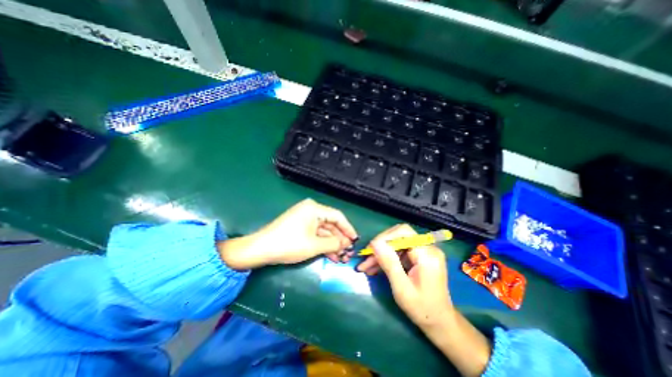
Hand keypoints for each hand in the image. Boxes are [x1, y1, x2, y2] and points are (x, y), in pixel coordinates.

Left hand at [220, 199, 356, 268]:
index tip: (355, 240)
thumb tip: (346, 244)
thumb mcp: (314, 245)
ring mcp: (304, 218)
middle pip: (331, 224)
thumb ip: (334, 244)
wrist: (260, 249)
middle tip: (348, 253)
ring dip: (332, 244)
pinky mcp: (300, 226)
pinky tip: (330, 255)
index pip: (337, 216)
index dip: (348, 229)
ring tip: (340, 258)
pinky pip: (315, 234)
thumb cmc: (289, 244)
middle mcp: (310, 210)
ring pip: (324, 231)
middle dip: (340, 240)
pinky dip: (322, 244)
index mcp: (314, 208)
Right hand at [356, 225, 450, 327]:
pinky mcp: (420, 257)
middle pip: (398, 237)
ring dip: (381, 254)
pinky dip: (387, 258)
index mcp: (427, 255)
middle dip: (380, 247)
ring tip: (366, 266)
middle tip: (365, 258)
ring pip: (396, 245)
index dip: (385, 237)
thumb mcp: (402, 288)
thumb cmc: (423, 309)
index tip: (370, 249)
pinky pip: (400, 252)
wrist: (440, 322)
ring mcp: (424, 252)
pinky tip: (375, 268)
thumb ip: (389, 263)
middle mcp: (427, 248)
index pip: (403, 232)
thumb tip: (375, 243)